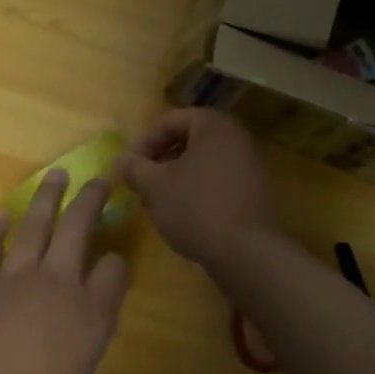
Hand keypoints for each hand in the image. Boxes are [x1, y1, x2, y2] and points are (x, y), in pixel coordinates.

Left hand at [0, 170, 128, 373]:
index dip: (118, 263)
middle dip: (92, 199)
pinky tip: (4, 212)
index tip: (114, 263)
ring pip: (36, 224)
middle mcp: (55, 285)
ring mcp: (13, 277)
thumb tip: (82, 333)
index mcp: (87, 317)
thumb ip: (82, 355)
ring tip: (58, 175)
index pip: (114, 272)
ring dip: (49, 197)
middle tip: (101, 178)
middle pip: (78, 228)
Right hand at [114, 108, 279, 265]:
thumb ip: (134, 168)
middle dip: (161, 159)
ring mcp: (250, 164)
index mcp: (213, 125)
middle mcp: (237, 137)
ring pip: (203, 161)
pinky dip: (198, 189)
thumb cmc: (196, 207)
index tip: (130, 167)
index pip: (170, 120)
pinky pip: (219, 179)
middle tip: (143, 182)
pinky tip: (185, 214)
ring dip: (178, 176)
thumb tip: (119, 160)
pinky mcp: (255, 191)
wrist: (247, 253)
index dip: (144, 142)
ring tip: (160, 201)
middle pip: (188, 139)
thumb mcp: (154, 186)